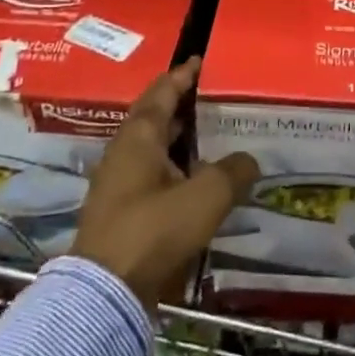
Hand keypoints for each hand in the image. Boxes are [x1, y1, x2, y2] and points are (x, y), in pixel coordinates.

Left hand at [69, 58, 259, 307]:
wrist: (105, 293)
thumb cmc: (154, 229)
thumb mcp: (206, 196)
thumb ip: (233, 171)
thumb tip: (248, 160)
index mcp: (139, 137)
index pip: (162, 92)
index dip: (183, 76)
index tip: (201, 62)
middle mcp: (125, 153)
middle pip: (155, 118)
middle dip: (183, 106)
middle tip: (215, 99)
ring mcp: (120, 184)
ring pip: (155, 149)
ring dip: (181, 140)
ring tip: (214, 136)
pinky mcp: (123, 212)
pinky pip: (154, 176)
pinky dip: (177, 169)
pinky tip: (199, 180)